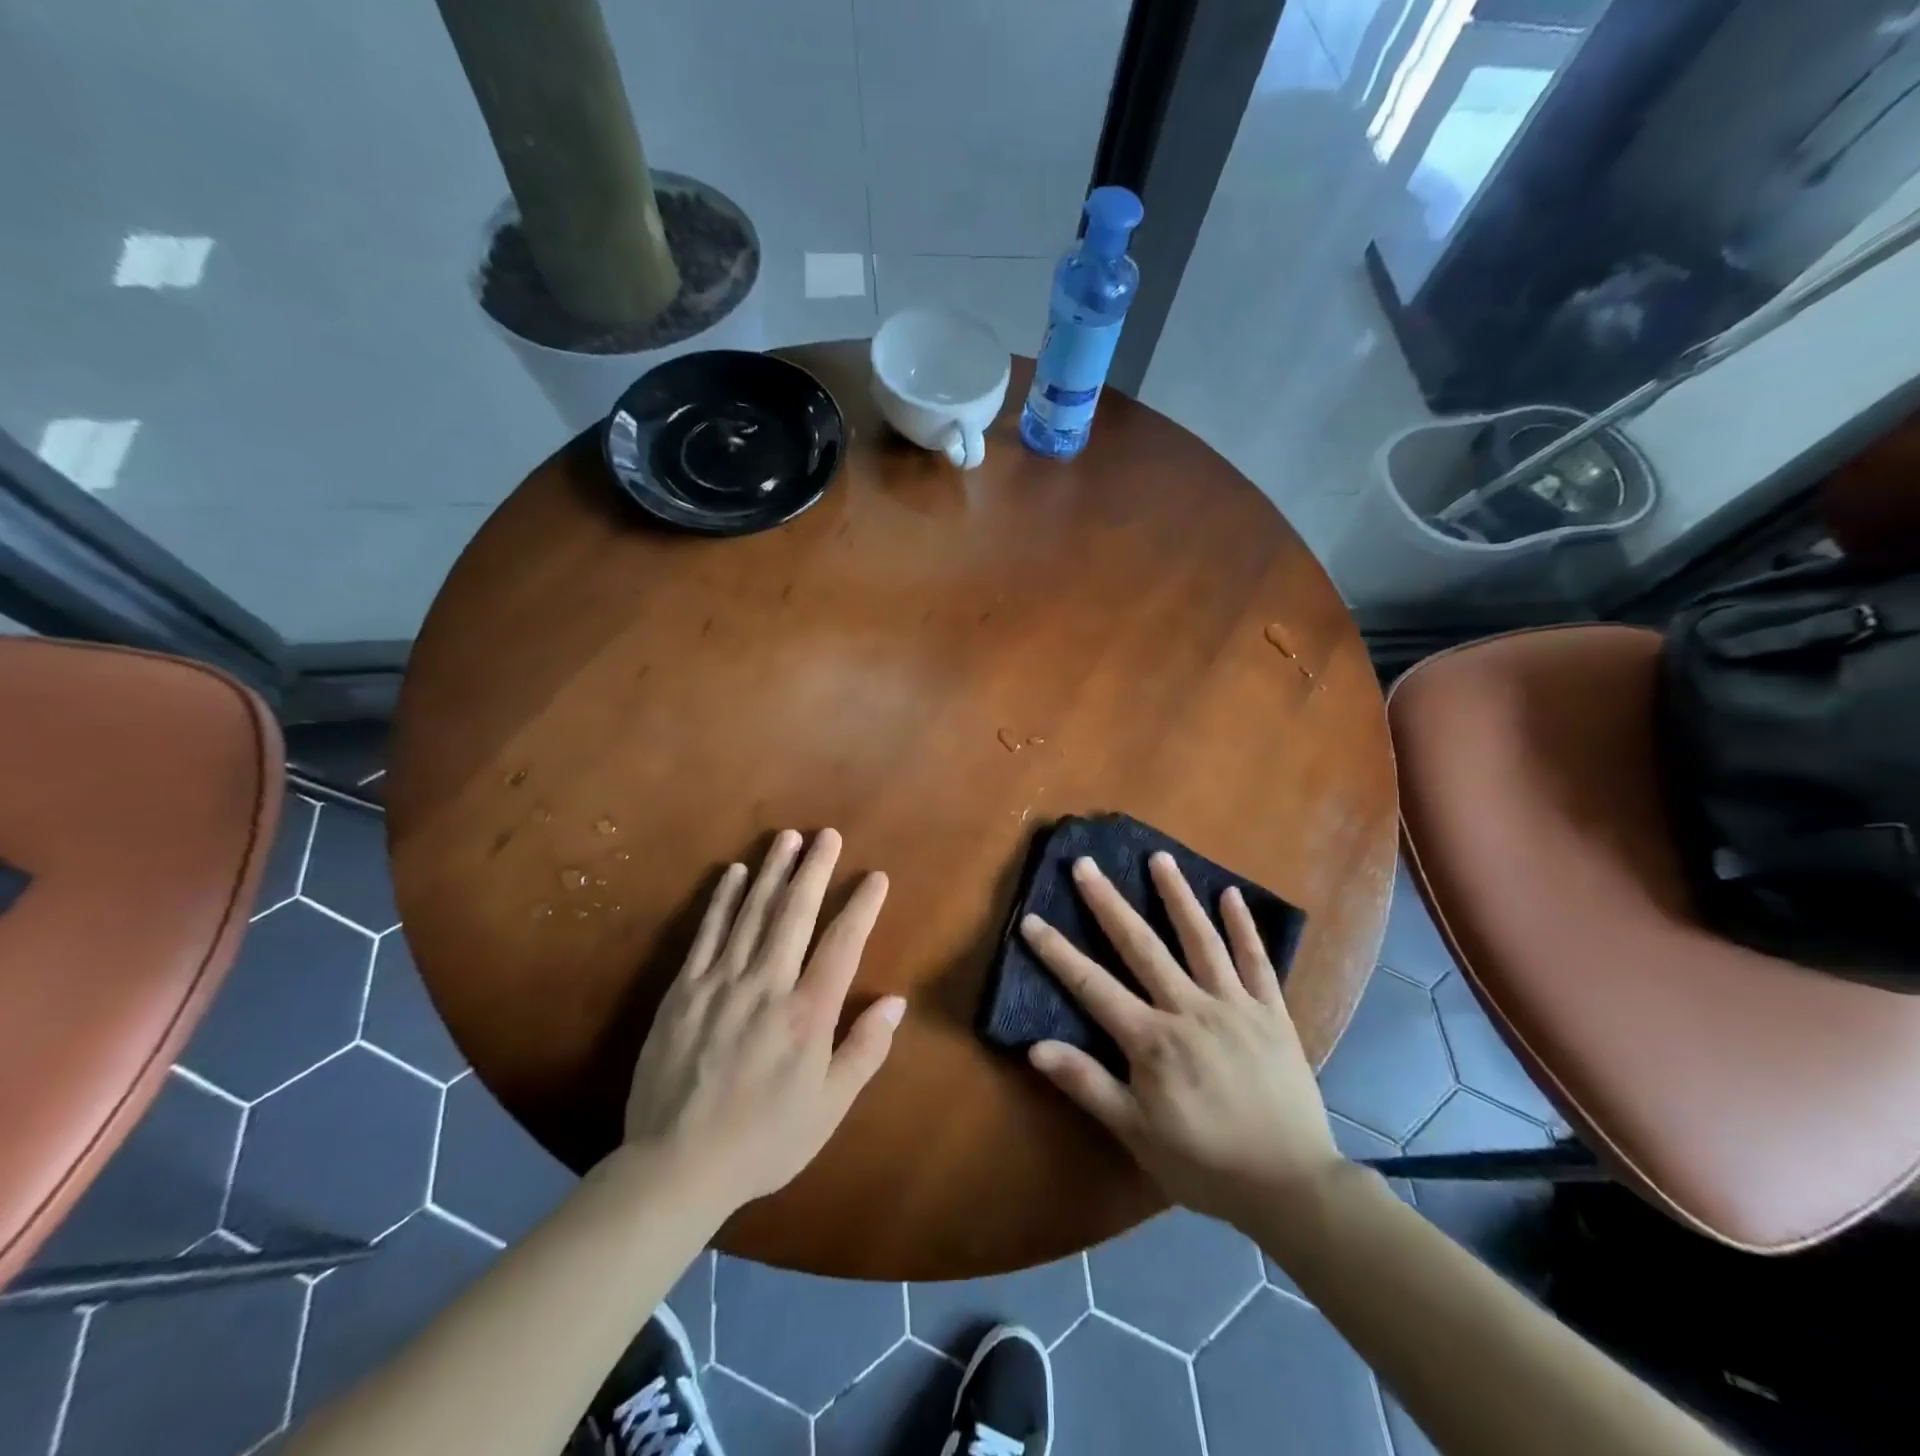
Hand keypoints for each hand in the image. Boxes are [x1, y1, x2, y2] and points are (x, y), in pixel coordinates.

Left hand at [622, 828, 903, 1211]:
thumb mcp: (828, 1108)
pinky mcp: (683, 990)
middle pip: (795, 914)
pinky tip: (735, 874)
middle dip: (814, 870)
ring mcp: (721, 983)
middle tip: (827, 835)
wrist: (676, 1167)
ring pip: (752, 914)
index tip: (874, 877)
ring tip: (787, 838)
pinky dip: (723, 901)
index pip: (842, 945)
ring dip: (773, 872)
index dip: (861, 907)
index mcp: (808, 1014)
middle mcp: (767, 986)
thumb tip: (895, 1002)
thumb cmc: (763, 1140)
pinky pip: (707, 934)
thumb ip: (864, 1050)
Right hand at [1020, 853, 1342, 1222]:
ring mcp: (1235, 1005)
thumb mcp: (1137, 1133)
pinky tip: (1231, 895)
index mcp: (1153, 1040)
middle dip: (1108, 903)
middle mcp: (1190, 1008)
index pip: (1092, 986)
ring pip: (1201, 939)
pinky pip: (1257, 961)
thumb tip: (1035, 1047)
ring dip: (1177, 896)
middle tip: (1086, 864)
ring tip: (1160, 857)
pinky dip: (1244, 926)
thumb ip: (1088, 1085)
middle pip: (1141, 946)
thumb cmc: (1205, 1163)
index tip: (1031, 919)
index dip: (1057, 953)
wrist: (1292, 1186)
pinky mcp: (1272, 1012)